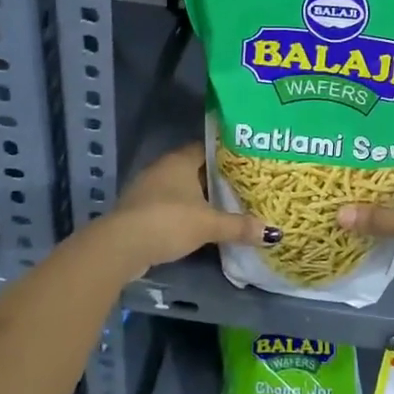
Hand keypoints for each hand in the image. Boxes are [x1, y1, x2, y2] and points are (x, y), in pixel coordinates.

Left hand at [94, 143, 277, 277]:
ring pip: (180, 187)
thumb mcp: (209, 225)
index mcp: (180, 160)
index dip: (227, 154)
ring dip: (198, 196)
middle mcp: (163, 168)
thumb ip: (239, 226)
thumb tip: (273, 232)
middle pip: (194, 168)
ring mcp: (147, 188)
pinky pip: (168, 204)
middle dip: (215, 178)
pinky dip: (183, 211)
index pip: (208, 147)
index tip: (247, 162)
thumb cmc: (169, 222)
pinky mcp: (139, 209)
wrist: (121, 246)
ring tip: (224, 206)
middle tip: (242, 186)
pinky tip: (198, 224)